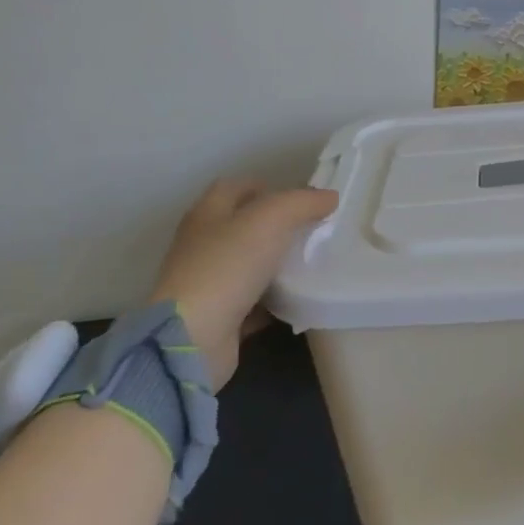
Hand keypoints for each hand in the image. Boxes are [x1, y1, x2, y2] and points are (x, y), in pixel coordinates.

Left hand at [148, 179, 338, 388]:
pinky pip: (252, 302)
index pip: (234, 187)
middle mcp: (202, 246)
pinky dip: (273, 299)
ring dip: (276, 263)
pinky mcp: (217, 317)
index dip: (266, 186)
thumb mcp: (272, 219)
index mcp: (207, 215)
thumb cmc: (229, 266)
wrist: (194, 338)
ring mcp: (207, 284)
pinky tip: (298, 299)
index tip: (299, 198)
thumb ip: (303, 202)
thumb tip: (329, 197)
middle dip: (276, 226)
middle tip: (312, 229)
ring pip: (248, 264)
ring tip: (311, 262)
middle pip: (242, 226)